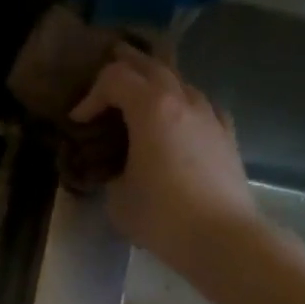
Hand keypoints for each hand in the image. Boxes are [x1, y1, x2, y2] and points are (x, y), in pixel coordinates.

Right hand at [70, 46, 260, 269]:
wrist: (221, 238)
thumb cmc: (161, 216)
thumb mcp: (117, 197)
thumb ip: (111, 172)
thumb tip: (116, 168)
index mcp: (151, 108)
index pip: (114, 78)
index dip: (90, 95)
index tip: (78, 121)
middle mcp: (183, 100)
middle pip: (150, 65)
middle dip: (124, 66)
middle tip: (104, 77)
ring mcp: (209, 115)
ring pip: (179, 81)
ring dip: (155, 83)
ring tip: (139, 97)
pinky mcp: (226, 135)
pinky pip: (201, 106)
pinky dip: (182, 104)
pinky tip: (179, 119)